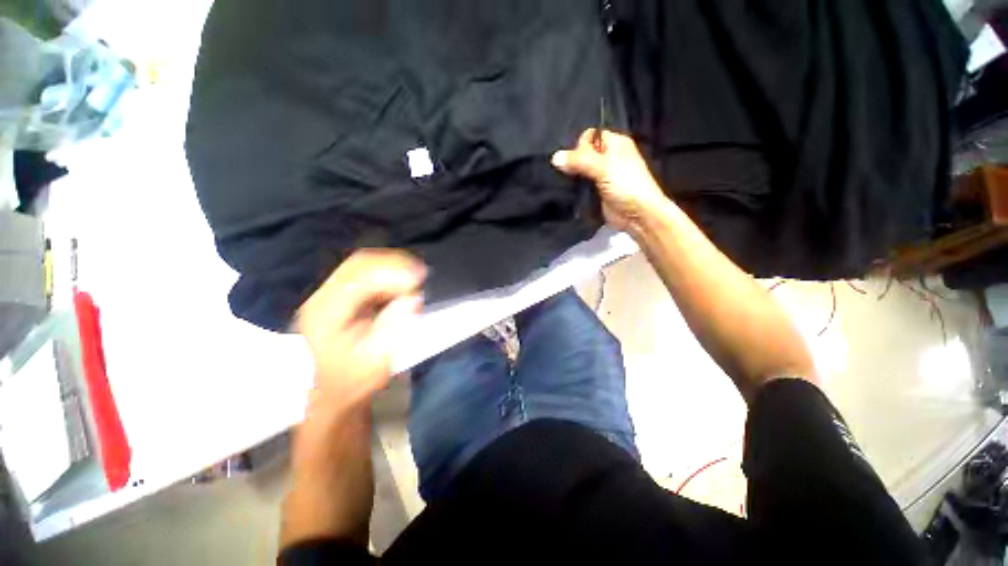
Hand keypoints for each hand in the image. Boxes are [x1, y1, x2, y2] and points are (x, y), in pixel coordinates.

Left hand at [296, 249, 426, 414]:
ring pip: (363, 264)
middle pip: (359, 264)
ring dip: (392, 267)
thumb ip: (394, 328)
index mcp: (326, 315)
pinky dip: (388, 272)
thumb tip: (413, 298)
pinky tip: (402, 283)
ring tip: (415, 278)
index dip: (391, 274)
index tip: (420, 278)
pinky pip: (367, 271)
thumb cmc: (353, 381)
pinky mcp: (340, 293)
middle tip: (421, 275)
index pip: (358, 280)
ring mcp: (330, 293)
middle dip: (394, 264)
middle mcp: (323, 297)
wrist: (330, 391)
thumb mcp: (376, 362)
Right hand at [552, 129, 668, 233]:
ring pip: (581, 170)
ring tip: (564, 182)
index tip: (575, 160)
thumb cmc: (626, 186)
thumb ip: (579, 161)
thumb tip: (555, 157)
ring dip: (573, 176)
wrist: (637, 215)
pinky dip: (575, 187)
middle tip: (568, 173)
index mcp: (615, 144)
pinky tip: (567, 191)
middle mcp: (609, 157)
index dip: (580, 145)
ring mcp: (602, 176)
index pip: (591, 136)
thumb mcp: (603, 168)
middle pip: (584, 154)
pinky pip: (582, 185)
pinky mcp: (597, 192)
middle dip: (573, 162)